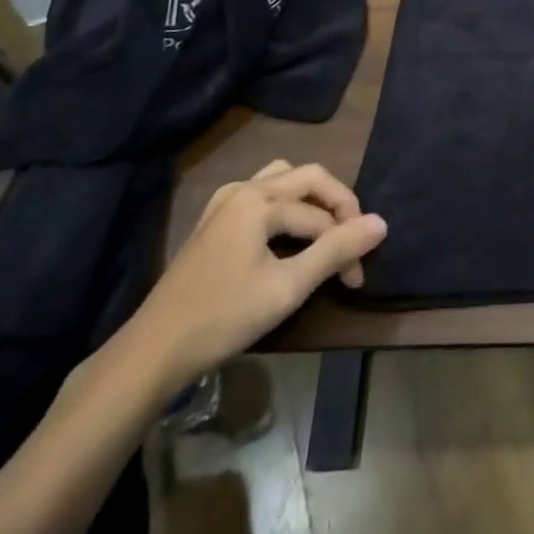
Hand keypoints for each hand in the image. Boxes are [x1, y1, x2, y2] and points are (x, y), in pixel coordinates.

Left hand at [120, 161, 386, 394]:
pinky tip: (287, 237)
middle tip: (351, 245)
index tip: (357, 278)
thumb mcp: (288, 287)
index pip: (321, 212)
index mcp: (260, 199)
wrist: (152, 353)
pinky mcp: (214, 222)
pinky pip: (263, 195)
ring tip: (325, 234)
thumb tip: (381, 222)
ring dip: (312, 202)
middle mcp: (244, 188)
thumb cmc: (223, 317)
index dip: (347, 241)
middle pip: (308, 179)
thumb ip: (336, 251)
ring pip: (284, 181)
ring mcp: (224, 203)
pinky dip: (286, 208)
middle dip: (336, 210)